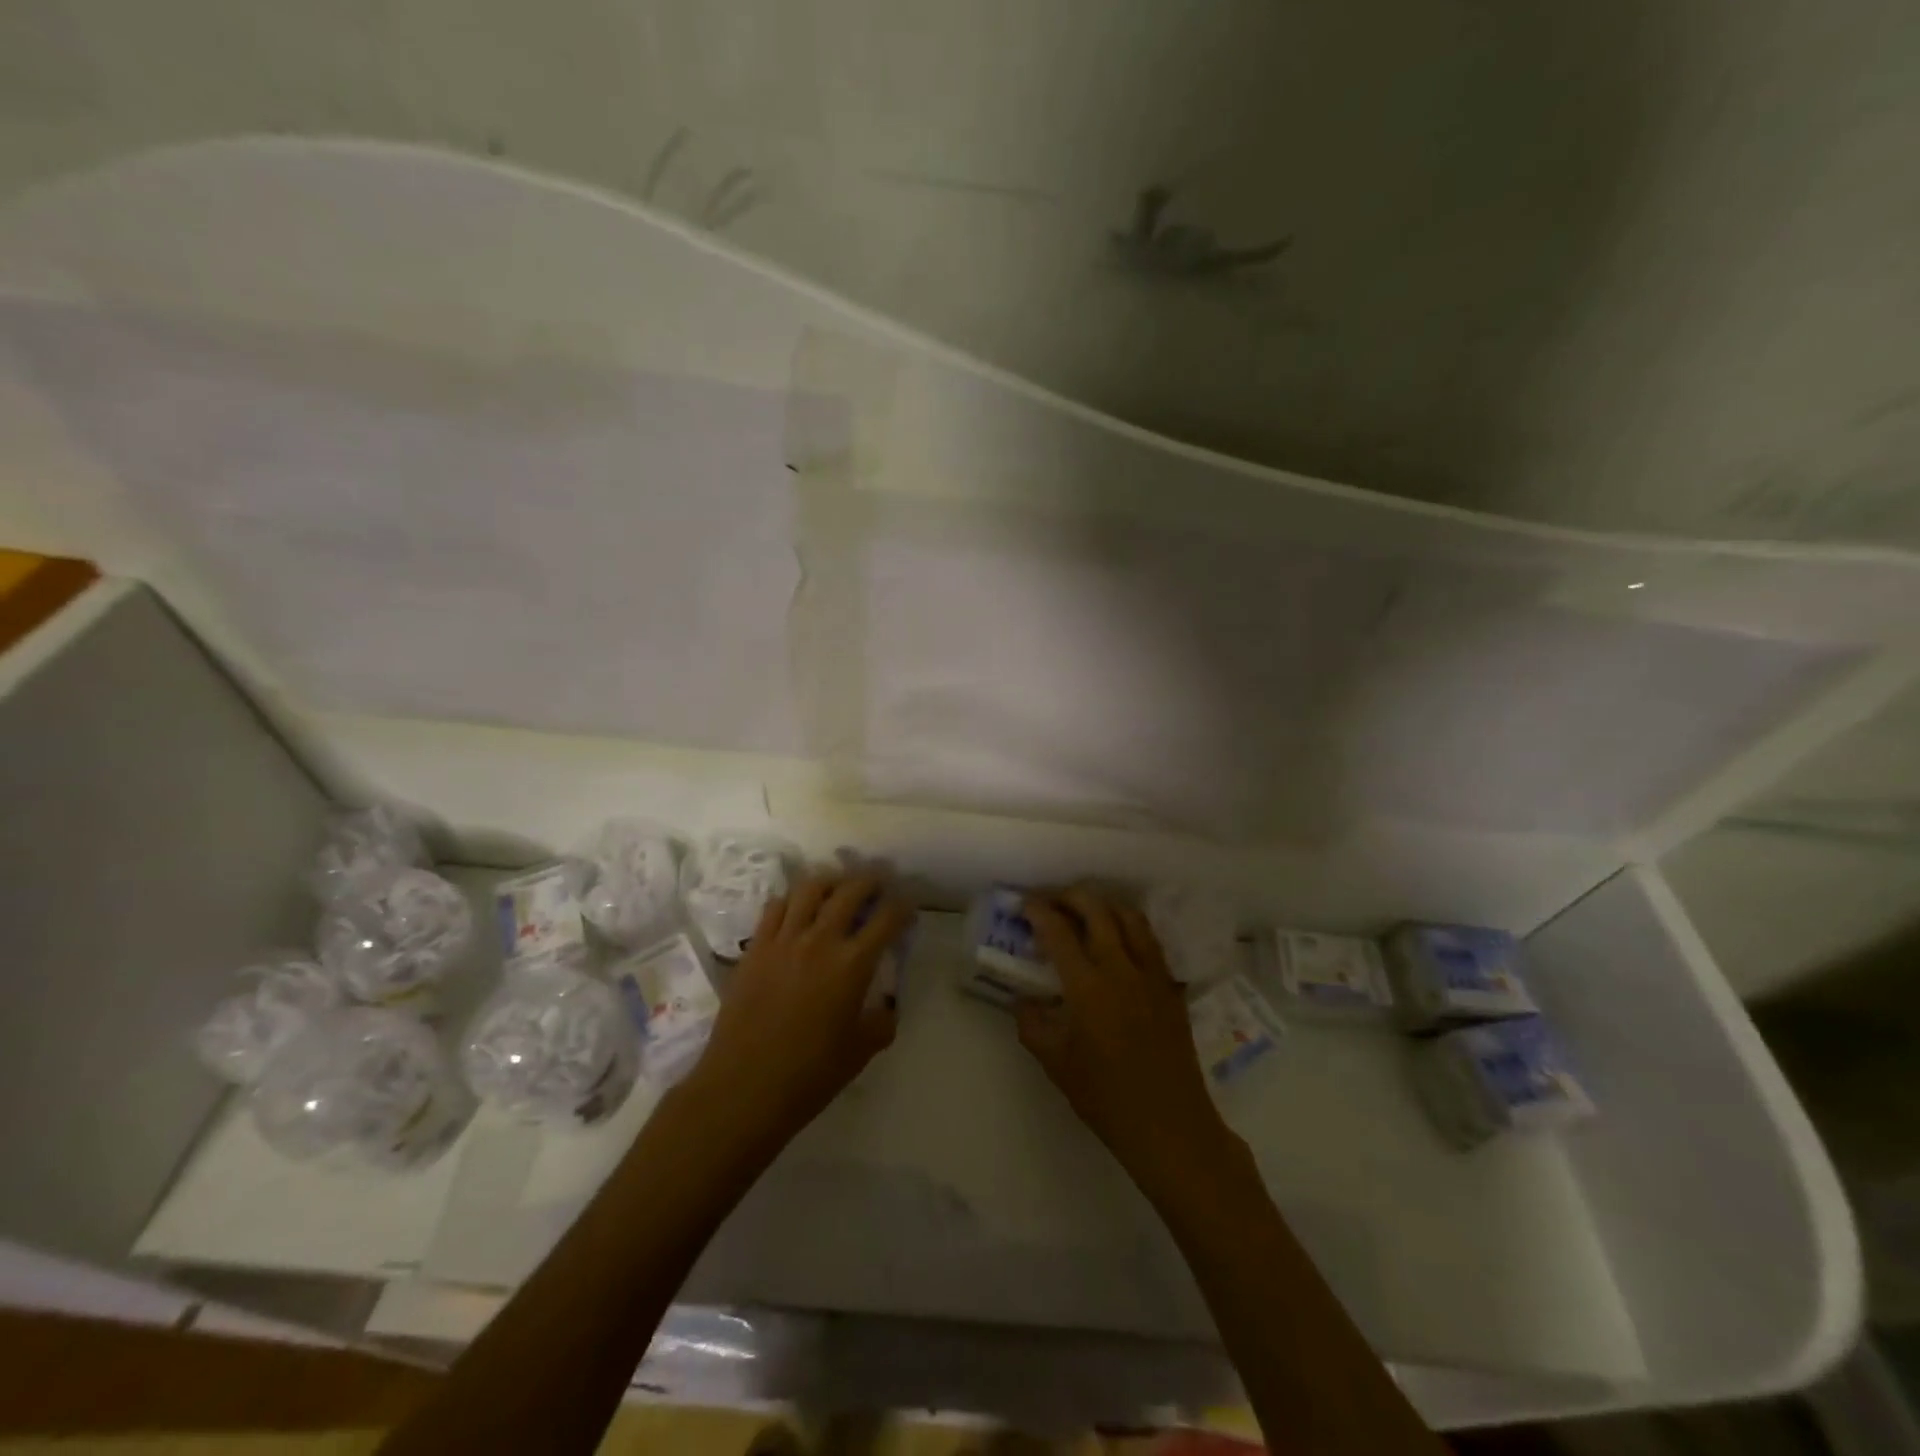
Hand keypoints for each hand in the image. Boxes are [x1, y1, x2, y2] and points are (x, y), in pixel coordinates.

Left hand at [678, 871, 913, 1162]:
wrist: (743, 1088)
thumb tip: (886, 1004)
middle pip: (850, 891)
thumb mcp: (861, 1051)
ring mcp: (784, 940)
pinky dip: (792, 899)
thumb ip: (882, 1020)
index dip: (903, 905)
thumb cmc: (809, 1075)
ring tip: (838, 886)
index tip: (908, 903)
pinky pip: (775, 907)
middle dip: (870, 880)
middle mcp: (820, 940)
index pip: (887, 919)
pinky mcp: (755, 948)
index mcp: (853, 965)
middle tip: (879, 881)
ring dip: (830, 881)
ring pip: (810, 889)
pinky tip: (798, 907)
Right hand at [1019, 887, 1248, 1198]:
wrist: (1169, 1125)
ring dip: (1105, 905)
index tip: (1024, 903)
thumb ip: (1032, 1024)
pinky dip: (1131, 928)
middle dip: (1071, 896)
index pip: (1059, 932)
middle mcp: (1121, 969)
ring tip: (1087, 912)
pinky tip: (1120, 942)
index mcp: (1088, 987)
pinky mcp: (1171, 987)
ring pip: (1131, 918)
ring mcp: (1152, 975)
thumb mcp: (1056, 1063)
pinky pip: (1151, 942)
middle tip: (1053, 901)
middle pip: (1097, 910)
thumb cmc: (1106, 1097)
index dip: (1038, 911)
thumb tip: (1022, 1000)